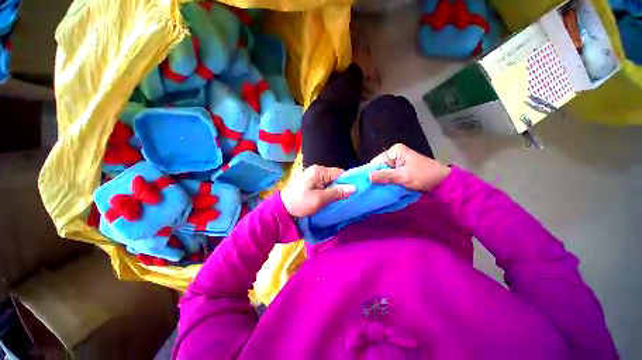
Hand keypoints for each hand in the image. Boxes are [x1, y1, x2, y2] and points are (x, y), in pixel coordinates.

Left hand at [281, 165, 355, 217]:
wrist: (282, 209)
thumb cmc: (300, 203)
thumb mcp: (320, 199)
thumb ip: (337, 192)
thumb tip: (354, 188)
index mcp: (318, 171)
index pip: (339, 173)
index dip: (347, 182)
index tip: (352, 193)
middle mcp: (316, 170)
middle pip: (335, 176)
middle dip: (340, 186)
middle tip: (344, 198)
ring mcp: (313, 175)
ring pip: (331, 181)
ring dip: (334, 189)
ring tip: (337, 199)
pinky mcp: (311, 181)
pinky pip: (324, 184)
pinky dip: (328, 190)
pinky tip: (329, 197)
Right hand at [369, 143, 450, 191]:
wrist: (442, 181)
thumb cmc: (424, 175)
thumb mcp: (403, 176)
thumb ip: (385, 176)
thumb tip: (367, 177)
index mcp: (395, 151)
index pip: (376, 161)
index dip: (371, 172)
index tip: (367, 183)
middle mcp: (394, 154)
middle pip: (379, 166)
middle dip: (376, 177)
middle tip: (372, 188)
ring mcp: (397, 161)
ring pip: (383, 171)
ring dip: (382, 180)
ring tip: (377, 189)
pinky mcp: (400, 168)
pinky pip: (389, 174)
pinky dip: (387, 181)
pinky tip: (385, 187)